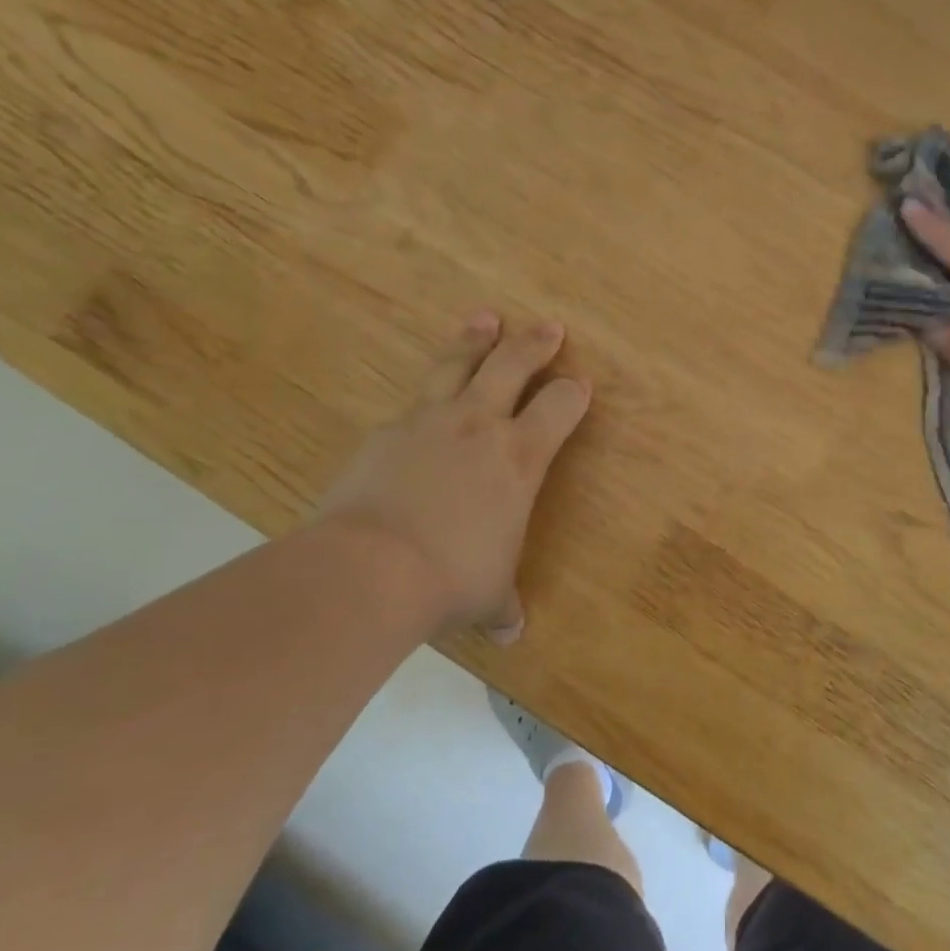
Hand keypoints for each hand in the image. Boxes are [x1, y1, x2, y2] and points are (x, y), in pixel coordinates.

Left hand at [315, 311, 590, 642]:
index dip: (573, 393)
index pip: (560, 407)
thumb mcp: (489, 596)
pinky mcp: (384, 433)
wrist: (369, 569)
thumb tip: (512, 632)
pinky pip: (411, 405)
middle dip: (534, 343)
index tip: (580, 384)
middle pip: (511, 364)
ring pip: (456, 365)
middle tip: (547, 326)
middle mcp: (478, 425)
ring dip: (474, 340)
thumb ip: (503, 606)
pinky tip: (419, 407)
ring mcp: (427, 422)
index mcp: (520, 457)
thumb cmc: (451, 580)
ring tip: (484, 318)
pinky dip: (423, 399)